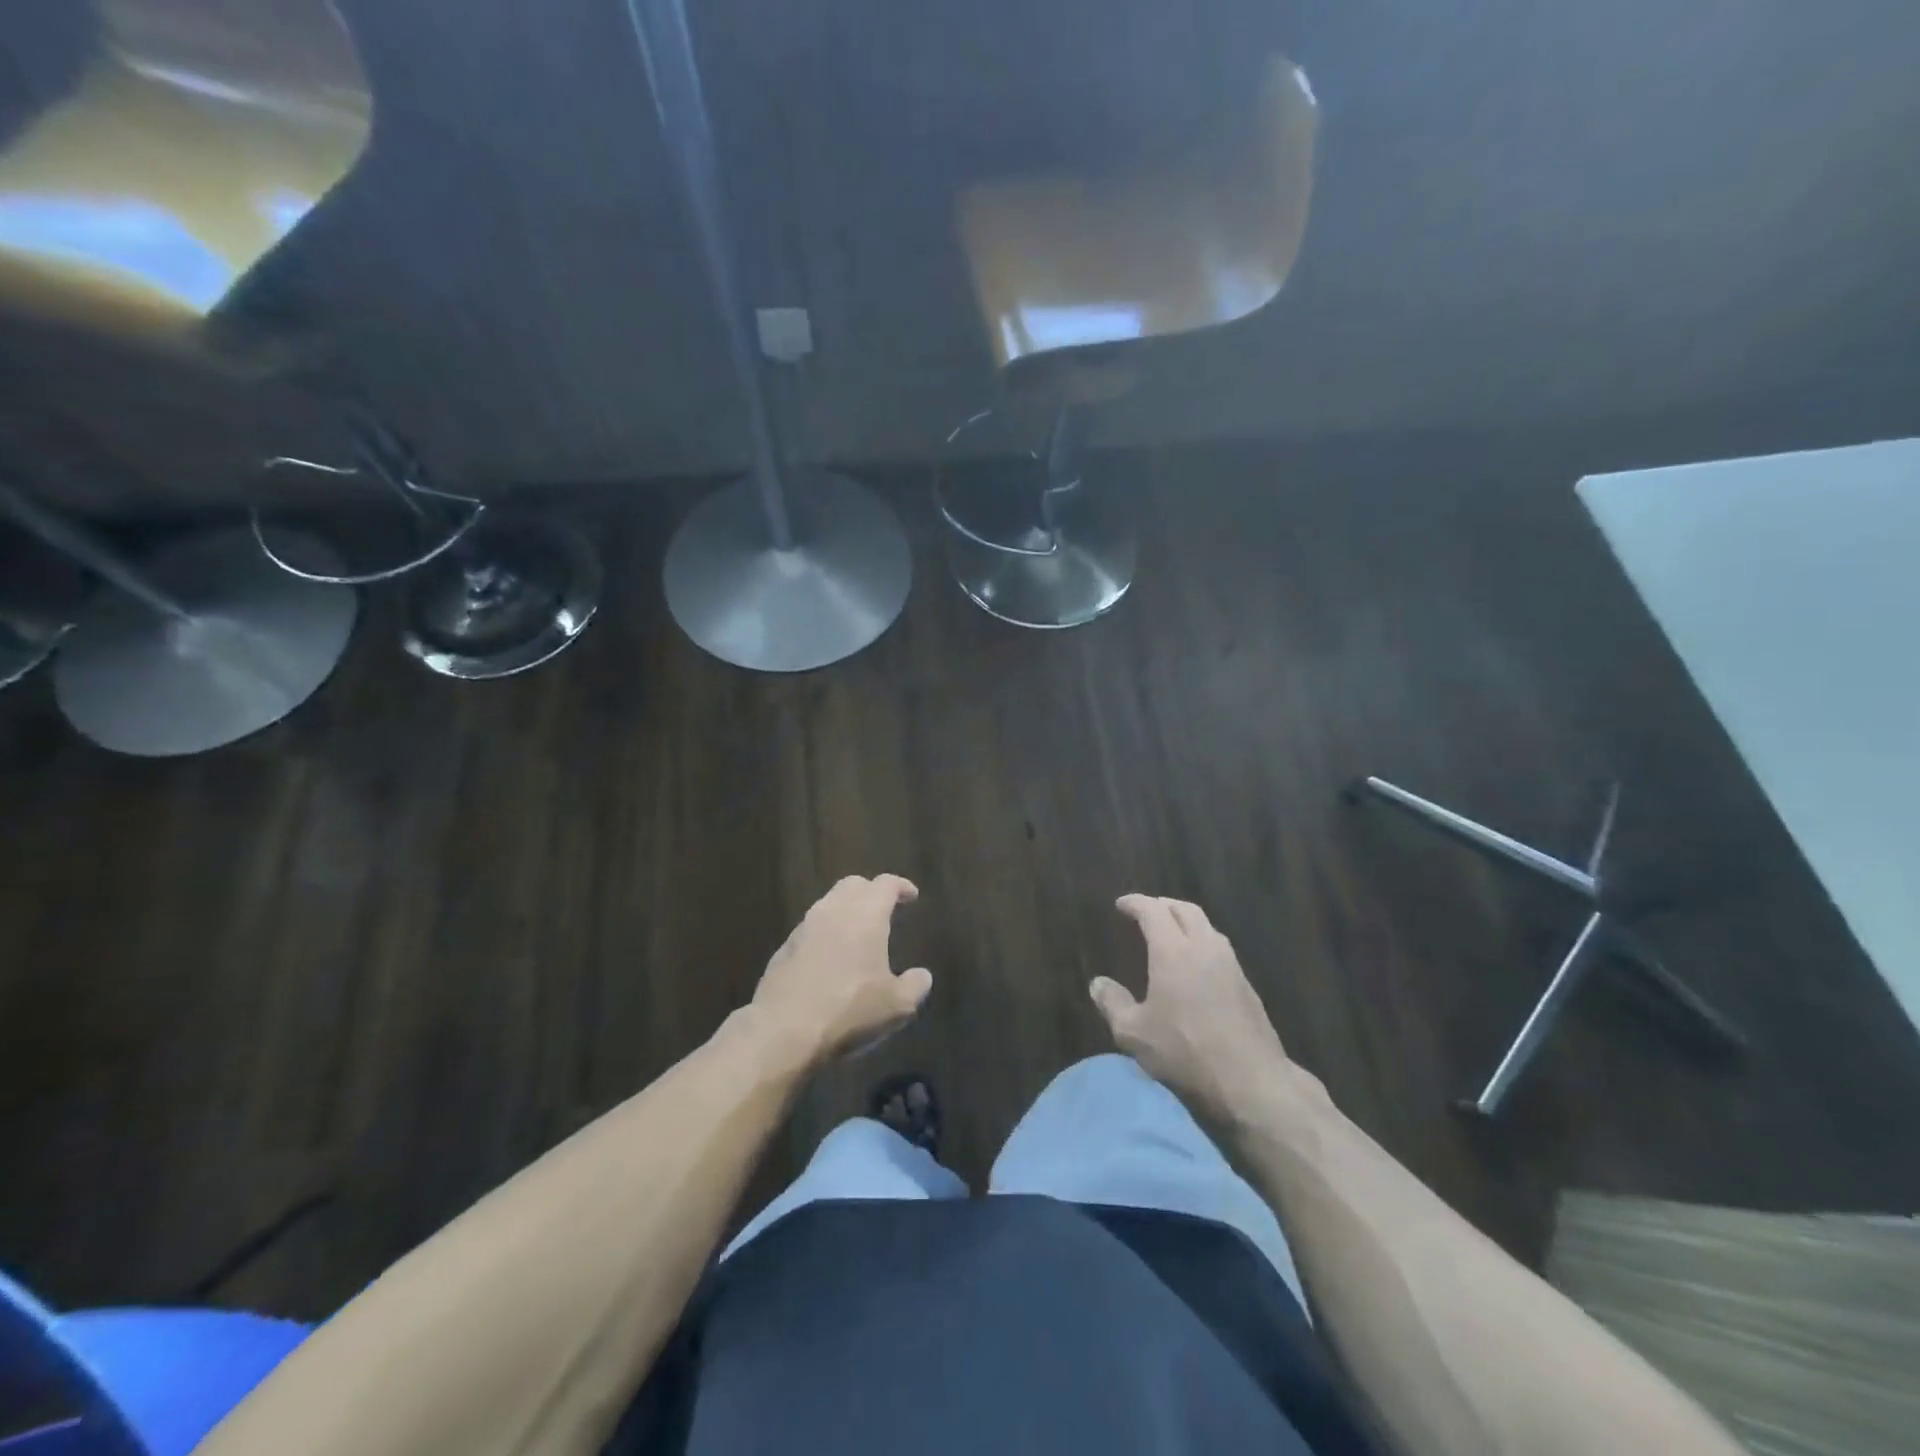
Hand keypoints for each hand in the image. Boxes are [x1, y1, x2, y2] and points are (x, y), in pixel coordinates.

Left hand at [751, 875, 931, 1064]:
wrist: (783, 1030)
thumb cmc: (848, 1010)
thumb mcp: (896, 1006)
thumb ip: (915, 985)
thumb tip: (922, 975)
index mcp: (865, 915)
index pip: (885, 884)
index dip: (901, 886)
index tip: (911, 896)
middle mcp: (833, 911)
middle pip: (853, 885)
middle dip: (870, 891)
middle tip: (884, 909)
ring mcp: (804, 928)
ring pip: (828, 904)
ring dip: (846, 911)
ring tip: (858, 935)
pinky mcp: (784, 949)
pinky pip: (810, 929)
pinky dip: (826, 933)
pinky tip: (831, 959)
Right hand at [1091, 895, 1300, 1125]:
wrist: (1252, 1082)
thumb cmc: (1186, 1052)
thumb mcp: (1135, 1034)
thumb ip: (1113, 1004)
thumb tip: (1098, 984)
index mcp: (1173, 951)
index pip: (1153, 911)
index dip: (1135, 903)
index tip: (1121, 905)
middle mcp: (1204, 947)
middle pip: (1185, 910)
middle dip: (1163, 905)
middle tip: (1146, 913)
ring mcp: (1230, 965)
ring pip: (1207, 927)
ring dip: (1186, 921)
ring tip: (1170, 934)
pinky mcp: (1246, 985)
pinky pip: (1220, 948)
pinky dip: (1202, 942)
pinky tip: (1195, 964)